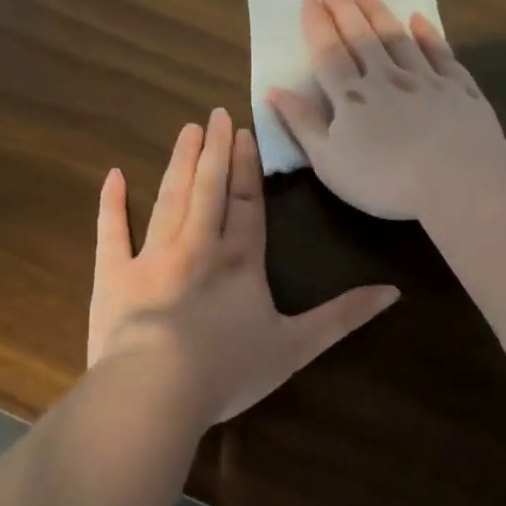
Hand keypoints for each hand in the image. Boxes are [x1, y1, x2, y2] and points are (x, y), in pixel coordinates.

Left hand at [88, 108, 399, 425]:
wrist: (157, 390)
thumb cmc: (230, 369)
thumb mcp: (298, 346)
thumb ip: (343, 316)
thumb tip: (393, 292)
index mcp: (240, 261)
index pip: (246, 204)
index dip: (245, 168)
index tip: (243, 133)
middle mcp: (198, 247)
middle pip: (207, 189)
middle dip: (213, 151)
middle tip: (213, 115)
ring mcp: (153, 257)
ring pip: (169, 199)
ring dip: (179, 164)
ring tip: (186, 131)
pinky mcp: (114, 276)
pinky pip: (113, 232)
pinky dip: (112, 204)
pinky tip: (113, 176)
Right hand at [267, 0, 503, 219]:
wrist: (456, 178)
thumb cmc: (384, 179)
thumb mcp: (329, 161)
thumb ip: (303, 124)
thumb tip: (275, 91)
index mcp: (352, 98)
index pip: (329, 55)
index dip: (318, 27)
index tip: (310, 0)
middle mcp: (387, 78)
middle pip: (362, 38)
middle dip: (345, 11)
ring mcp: (426, 80)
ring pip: (399, 38)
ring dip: (380, 14)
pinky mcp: (459, 88)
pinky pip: (441, 53)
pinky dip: (429, 34)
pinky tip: (419, 19)